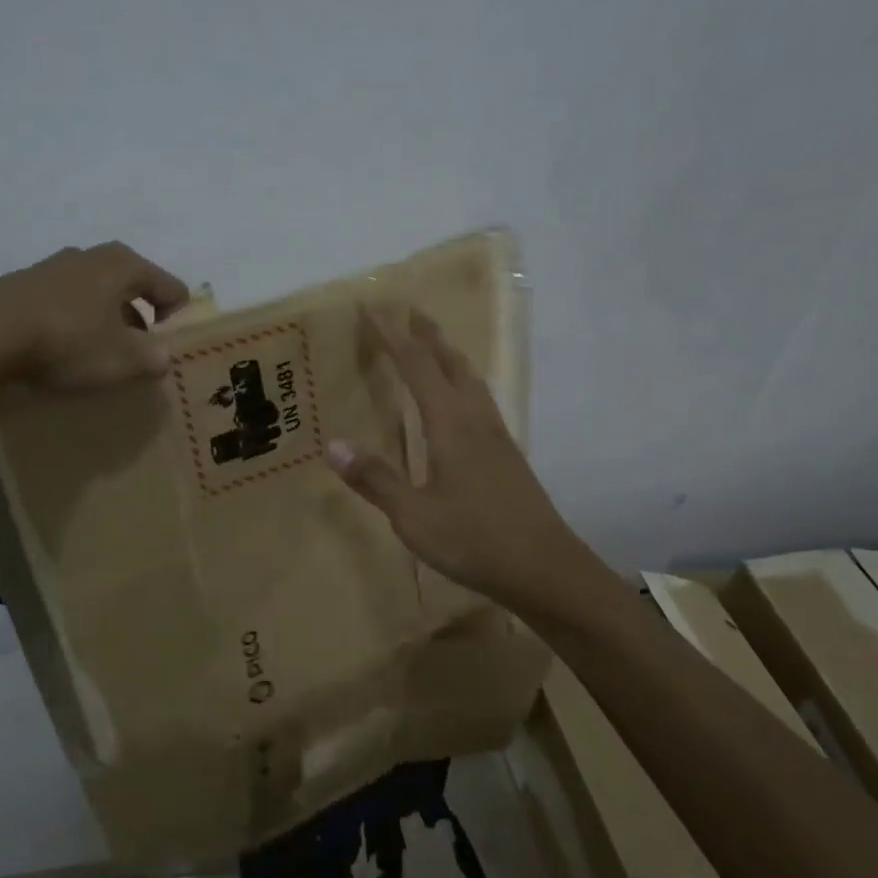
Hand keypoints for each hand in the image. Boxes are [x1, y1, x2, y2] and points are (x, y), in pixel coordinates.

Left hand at [0, 242, 189, 404]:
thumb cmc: (66, 342)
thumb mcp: (123, 360)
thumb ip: (155, 357)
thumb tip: (163, 355)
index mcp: (122, 264)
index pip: (171, 288)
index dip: (178, 321)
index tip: (167, 352)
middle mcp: (89, 256)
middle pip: (133, 288)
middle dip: (141, 322)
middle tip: (136, 357)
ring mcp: (51, 268)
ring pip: (96, 297)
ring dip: (105, 325)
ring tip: (97, 359)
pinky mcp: (21, 286)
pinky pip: (64, 306)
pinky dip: (73, 326)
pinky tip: (61, 354)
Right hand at [328, 306, 586, 608]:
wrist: (545, 569)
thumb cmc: (474, 540)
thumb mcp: (413, 516)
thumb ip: (375, 479)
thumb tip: (333, 444)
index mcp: (451, 425)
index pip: (416, 367)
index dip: (392, 336)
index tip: (372, 308)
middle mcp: (477, 421)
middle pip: (452, 363)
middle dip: (428, 335)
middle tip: (411, 311)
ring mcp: (498, 439)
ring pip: (472, 382)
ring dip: (450, 356)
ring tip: (436, 346)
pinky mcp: (508, 458)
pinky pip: (481, 403)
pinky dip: (464, 385)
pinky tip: (462, 404)